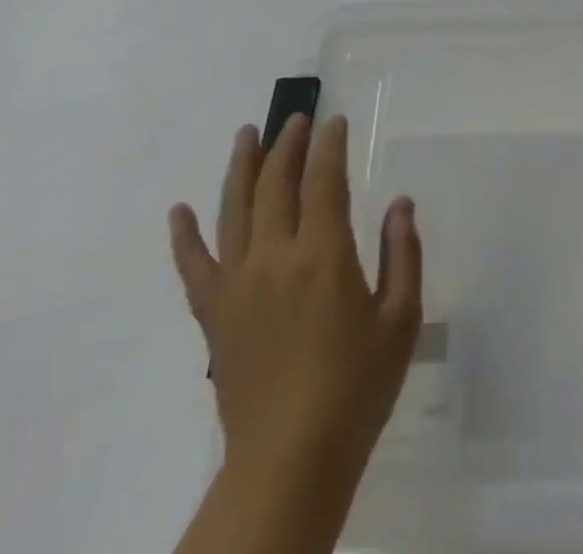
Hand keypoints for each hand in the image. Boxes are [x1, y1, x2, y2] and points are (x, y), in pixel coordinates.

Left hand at [169, 114, 421, 489]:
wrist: (291, 462)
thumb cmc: (356, 389)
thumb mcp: (401, 321)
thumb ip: (404, 255)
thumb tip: (400, 203)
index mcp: (323, 256)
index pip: (324, 181)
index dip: (329, 146)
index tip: (334, 122)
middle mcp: (275, 257)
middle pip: (276, 184)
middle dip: (288, 144)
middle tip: (296, 119)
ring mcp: (238, 284)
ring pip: (234, 210)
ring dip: (241, 167)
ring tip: (246, 134)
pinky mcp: (213, 315)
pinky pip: (193, 266)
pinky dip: (183, 237)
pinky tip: (178, 210)